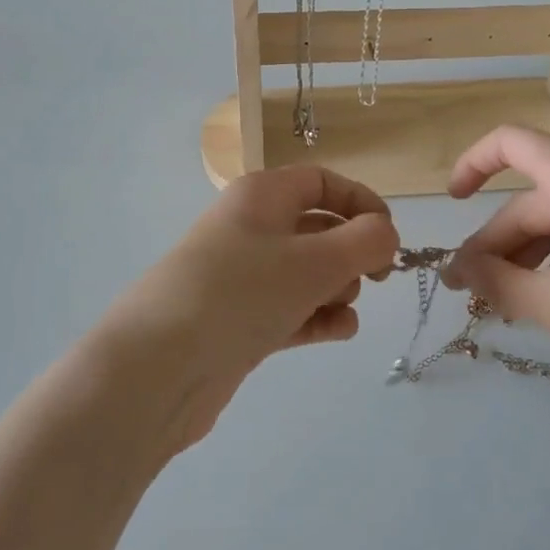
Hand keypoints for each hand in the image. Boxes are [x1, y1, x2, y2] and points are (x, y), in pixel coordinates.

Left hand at [95, 166, 398, 454]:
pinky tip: (338, 332)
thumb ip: (365, 242)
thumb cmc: (241, 293)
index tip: (390, 237)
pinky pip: (290, 309)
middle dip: (351, 252)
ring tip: (341, 308)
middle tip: (373, 279)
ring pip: (306, 272)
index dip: (361, 202)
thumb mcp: (315, 260)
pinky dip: (317, 317)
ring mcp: (242, 278)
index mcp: (261, 196)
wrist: (159, 367)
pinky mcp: (239, 321)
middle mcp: (249, 229)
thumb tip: (386, 236)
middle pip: (317, 228)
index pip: (321, 182)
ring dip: (336, 288)